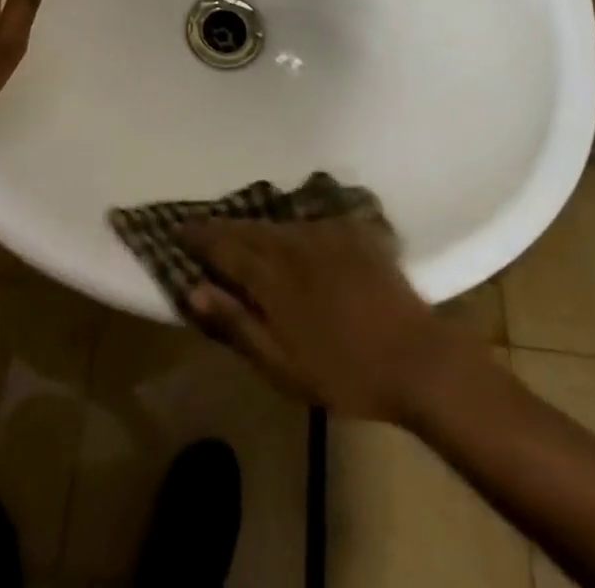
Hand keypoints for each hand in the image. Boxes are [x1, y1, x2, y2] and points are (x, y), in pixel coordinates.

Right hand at [181, 216, 476, 422]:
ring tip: (240, 232)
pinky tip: (290, 234)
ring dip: (255, 226)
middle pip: (249, 227)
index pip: (223, 245)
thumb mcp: (283, 366)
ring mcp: (326, 231)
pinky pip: (310, 220)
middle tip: (202, 229)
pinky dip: (291, 226)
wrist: (418, 358)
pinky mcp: (353, 230)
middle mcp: (294, 241)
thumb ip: (237, 323)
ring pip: (278, 222)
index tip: (176, 228)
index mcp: (273, 274)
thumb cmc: (345, 373)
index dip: (198, 235)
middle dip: (222, 227)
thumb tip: (193, 289)